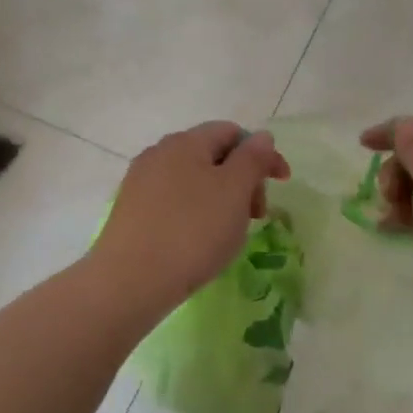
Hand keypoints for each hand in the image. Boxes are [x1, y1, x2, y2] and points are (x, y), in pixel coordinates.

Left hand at [94, 122, 290, 308]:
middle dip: (243, 179)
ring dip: (221, 198)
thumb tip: (261, 137)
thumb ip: (252, 159)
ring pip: (194, 180)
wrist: (131, 280)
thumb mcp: (234, 191)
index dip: (262, 153)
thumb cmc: (192, 231)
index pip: (232, 132)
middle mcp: (159, 153)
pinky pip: (174, 202)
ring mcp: (141, 182)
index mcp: (186, 141)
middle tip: (256, 216)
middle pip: (213, 155)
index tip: (282, 183)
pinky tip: (199, 241)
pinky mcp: (132, 211)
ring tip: (229, 232)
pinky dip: (196, 213)